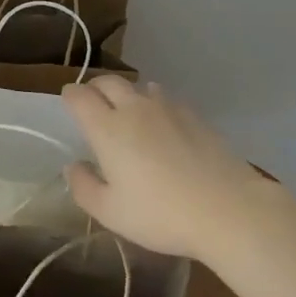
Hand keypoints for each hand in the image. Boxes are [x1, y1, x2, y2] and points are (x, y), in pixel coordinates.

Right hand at [61, 78, 274, 259]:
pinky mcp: (193, 115)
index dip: (70, 96)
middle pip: (108, 81)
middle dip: (94, 88)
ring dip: (126, 94)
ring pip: (138, 86)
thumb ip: (84, 187)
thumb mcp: (111, 213)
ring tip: (127, 113)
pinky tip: (161, 123)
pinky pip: (165, 97)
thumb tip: (74, 166)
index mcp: (107, 129)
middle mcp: (134, 108)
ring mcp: (167, 108)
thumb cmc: (161, 214)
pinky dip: (154, 102)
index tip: (68, 103)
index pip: (79, 96)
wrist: (227, 209)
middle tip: (92, 104)